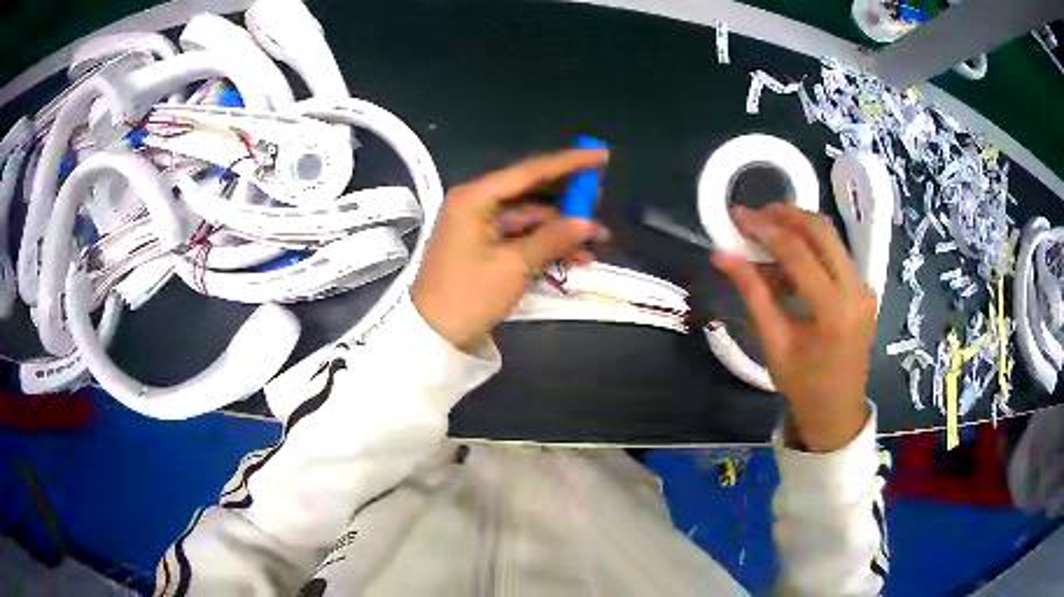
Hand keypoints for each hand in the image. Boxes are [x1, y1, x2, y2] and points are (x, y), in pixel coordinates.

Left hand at [412, 149, 608, 351]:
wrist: (434, 335)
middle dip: (567, 199)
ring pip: (530, 217)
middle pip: (530, 192)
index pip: (530, 171)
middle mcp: (476, 203)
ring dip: (561, 228)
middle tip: (600, 201)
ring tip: (598, 238)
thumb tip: (589, 223)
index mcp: (475, 197)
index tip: (602, 155)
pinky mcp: (484, 246)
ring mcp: (480, 225)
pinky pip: (521, 236)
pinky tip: (576, 255)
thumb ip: (553, 238)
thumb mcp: (515, 266)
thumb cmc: (469, 295)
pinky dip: (546, 244)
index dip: (569, 163)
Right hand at [712, 204, 874, 451]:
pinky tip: (788, 262)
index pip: (798, 252)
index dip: (765, 228)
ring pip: (831, 238)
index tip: (737, 215)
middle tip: (755, 215)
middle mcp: (856, 291)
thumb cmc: (802, 386)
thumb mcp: (773, 342)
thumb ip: (752, 292)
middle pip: (822, 231)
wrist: (837, 411)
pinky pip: (836, 255)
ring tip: (766, 235)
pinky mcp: (864, 290)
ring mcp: (864, 288)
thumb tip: (722, 254)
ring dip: (798, 228)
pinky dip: (810, 248)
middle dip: (786, 214)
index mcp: (833, 311)